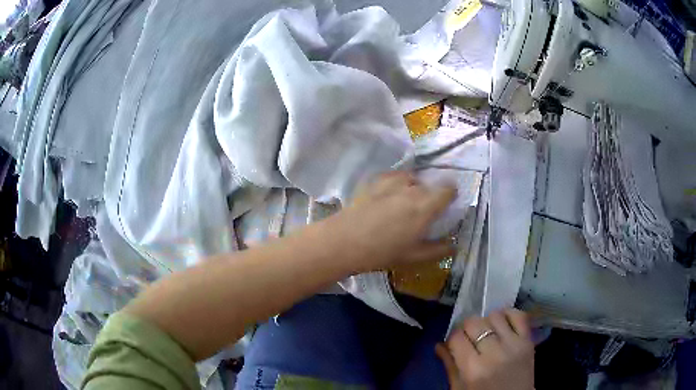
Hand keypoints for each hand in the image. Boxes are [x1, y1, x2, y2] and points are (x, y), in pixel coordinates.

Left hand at [329, 171, 456, 270]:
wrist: (344, 241)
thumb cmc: (382, 252)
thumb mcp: (414, 257)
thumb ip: (438, 250)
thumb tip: (453, 246)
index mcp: (426, 206)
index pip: (448, 189)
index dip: (450, 195)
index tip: (446, 205)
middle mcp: (412, 188)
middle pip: (429, 184)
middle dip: (430, 195)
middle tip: (421, 212)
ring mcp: (392, 181)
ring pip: (411, 178)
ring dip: (412, 187)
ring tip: (403, 203)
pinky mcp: (375, 180)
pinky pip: (393, 177)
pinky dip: (396, 183)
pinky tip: (387, 196)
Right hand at [436, 309, 533, 389]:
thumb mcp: (460, 388)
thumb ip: (450, 366)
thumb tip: (439, 345)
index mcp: (473, 369)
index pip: (456, 337)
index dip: (453, 338)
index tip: (454, 343)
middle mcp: (494, 353)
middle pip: (474, 322)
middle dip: (467, 328)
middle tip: (469, 337)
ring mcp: (514, 345)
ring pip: (495, 315)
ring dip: (487, 321)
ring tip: (487, 332)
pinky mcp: (528, 341)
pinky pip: (519, 315)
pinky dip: (509, 314)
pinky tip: (503, 322)